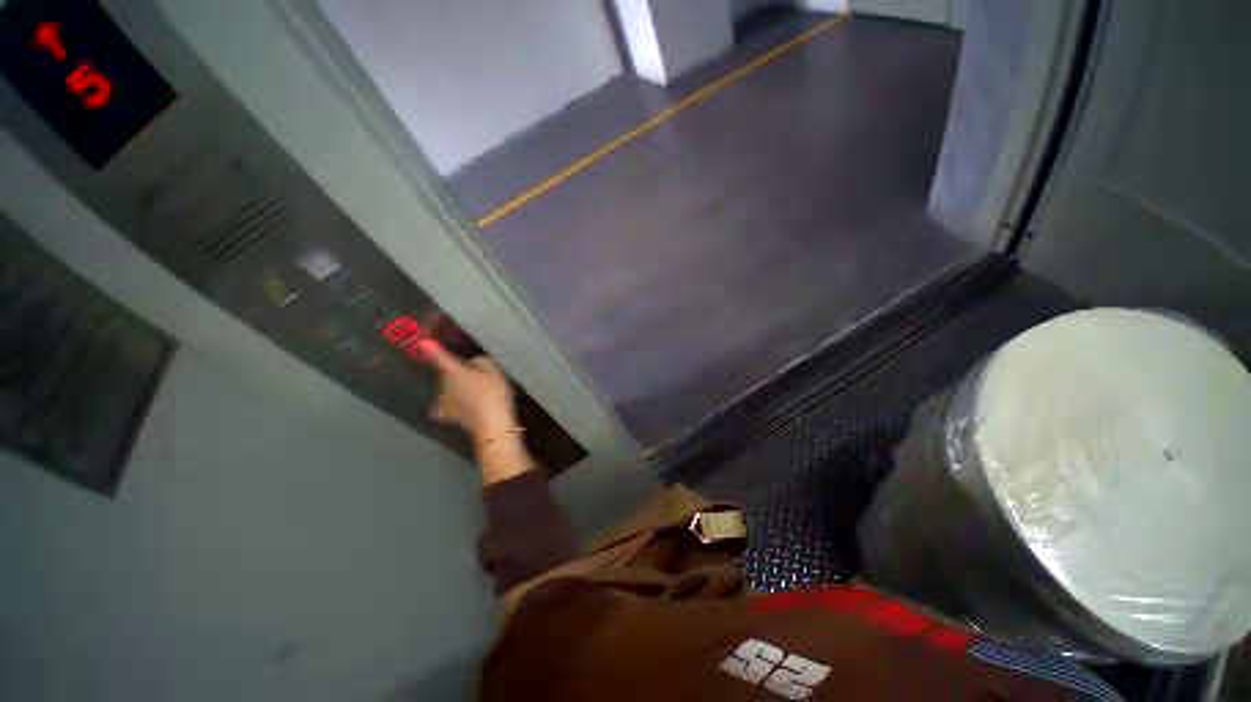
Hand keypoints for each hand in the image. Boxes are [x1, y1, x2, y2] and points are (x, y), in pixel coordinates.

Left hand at [421, 340, 517, 440]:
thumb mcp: (494, 372)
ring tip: (473, 393)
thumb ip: (482, 364)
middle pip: (447, 375)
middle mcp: (443, 386)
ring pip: (447, 391)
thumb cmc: (493, 393)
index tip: (422, 342)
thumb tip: (473, 362)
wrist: (491, 424)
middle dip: (457, 373)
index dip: (432, 349)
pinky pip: (450, 406)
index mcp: (453, 372)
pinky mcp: (450, 417)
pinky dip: (454, 406)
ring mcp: (445, 403)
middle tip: (476, 375)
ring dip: (455, 390)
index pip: (440, 357)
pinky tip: (464, 407)